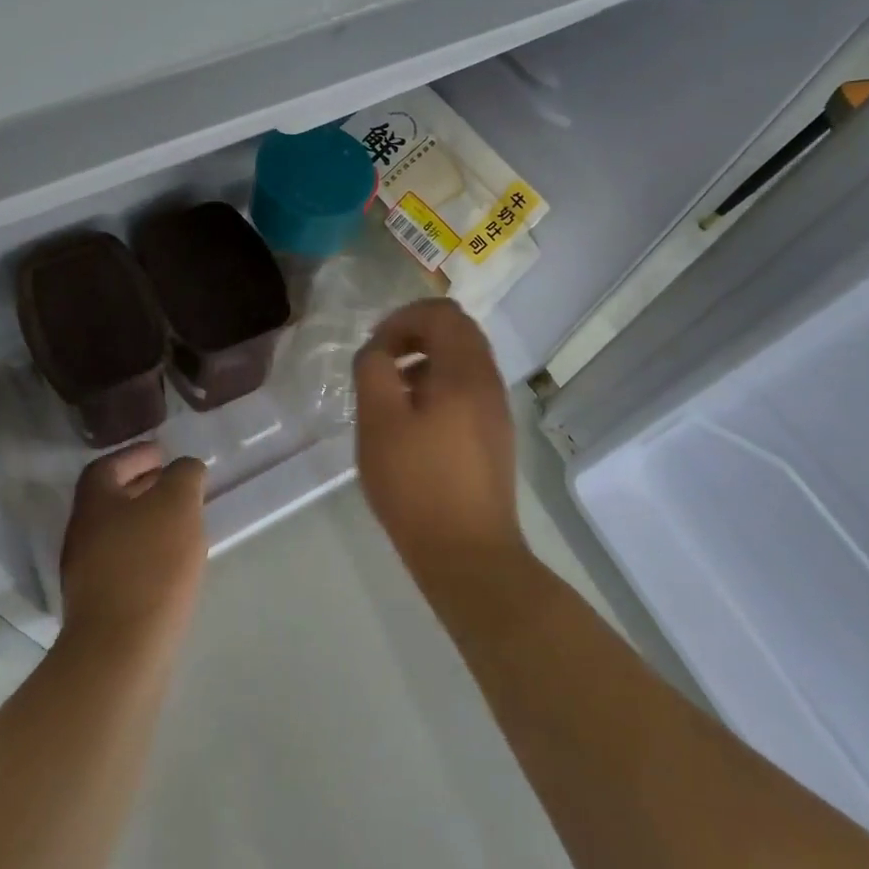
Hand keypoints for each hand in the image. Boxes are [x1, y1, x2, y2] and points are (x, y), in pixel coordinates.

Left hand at [60, 443, 207, 649]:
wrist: (121, 651)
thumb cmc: (150, 564)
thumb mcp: (177, 504)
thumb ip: (183, 476)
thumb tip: (184, 469)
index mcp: (94, 503)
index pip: (107, 466)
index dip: (134, 455)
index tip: (162, 453)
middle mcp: (82, 534)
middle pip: (110, 500)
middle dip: (142, 487)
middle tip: (174, 484)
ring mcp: (86, 573)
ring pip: (117, 533)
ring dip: (146, 521)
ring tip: (180, 522)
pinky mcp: (99, 606)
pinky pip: (124, 563)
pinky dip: (146, 551)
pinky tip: (172, 562)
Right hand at [353, 299, 523, 590]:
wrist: (469, 555)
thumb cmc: (417, 484)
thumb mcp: (379, 422)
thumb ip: (373, 371)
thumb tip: (378, 350)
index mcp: (465, 372)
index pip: (441, 313)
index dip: (402, 319)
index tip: (375, 349)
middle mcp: (488, 382)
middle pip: (457, 332)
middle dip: (414, 335)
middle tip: (381, 363)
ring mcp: (495, 411)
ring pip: (462, 362)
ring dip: (425, 361)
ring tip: (392, 393)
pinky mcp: (494, 436)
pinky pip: (467, 390)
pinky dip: (438, 386)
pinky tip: (413, 423)